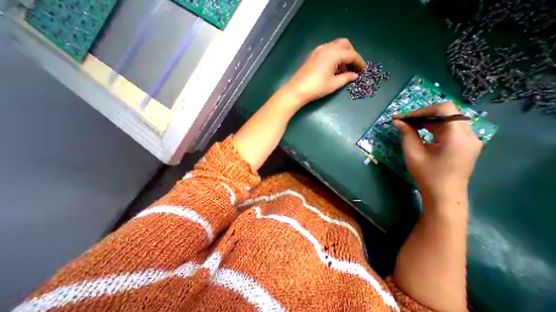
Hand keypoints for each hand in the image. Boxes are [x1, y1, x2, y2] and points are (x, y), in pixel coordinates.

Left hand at [283, 38, 365, 106]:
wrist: (296, 91)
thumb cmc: (316, 88)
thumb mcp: (333, 84)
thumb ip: (346, 78)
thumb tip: (355, 75)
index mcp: (334, 53)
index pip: (351, 54)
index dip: (359, 62)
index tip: (363, 69)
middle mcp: (326, 48)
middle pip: (344, 44)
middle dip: (351, 54)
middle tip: (352, 67)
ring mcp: (317, 51)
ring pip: (335, 47)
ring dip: (342, 55)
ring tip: (342, 70)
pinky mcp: (312, 56)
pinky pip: (327, 51)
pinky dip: (333, 57)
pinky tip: (332, 69)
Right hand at [395, 103, 481, 202]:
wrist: (444, 194)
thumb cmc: (427, 175)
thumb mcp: (413, 153)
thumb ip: (406, 134)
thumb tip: (397, 121)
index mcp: (457, 136)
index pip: (444, 109)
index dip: (421, 111)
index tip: (403, 118)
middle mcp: (468, 134)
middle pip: (447, 113)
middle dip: (422, 115)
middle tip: (402, 121)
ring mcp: (469, 139)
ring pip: (448, 120)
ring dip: (427, 120)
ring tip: (408, 125)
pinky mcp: (464, 144)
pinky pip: (449, 128)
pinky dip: (433, 127)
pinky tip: (420, 131)